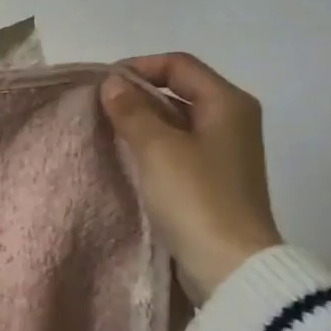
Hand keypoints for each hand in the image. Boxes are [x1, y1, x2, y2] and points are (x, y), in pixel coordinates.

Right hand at [99, 53, 282, 303]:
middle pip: (180, 92)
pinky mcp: (213, 181)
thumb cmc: (196, 198)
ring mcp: (224, 153)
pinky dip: (152, 148)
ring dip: (142, 124)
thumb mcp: (158, 149)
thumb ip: (132, 112)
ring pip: (177, 123)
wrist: (229, 264)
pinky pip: (178, 150)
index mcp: (228, 103)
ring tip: (106, 134)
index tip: (101, 85)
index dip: (139, 67)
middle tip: (98, 110)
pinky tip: (127, 161)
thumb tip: (112, 83)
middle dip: (138, 96)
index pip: (179, 65)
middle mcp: (232, 121)